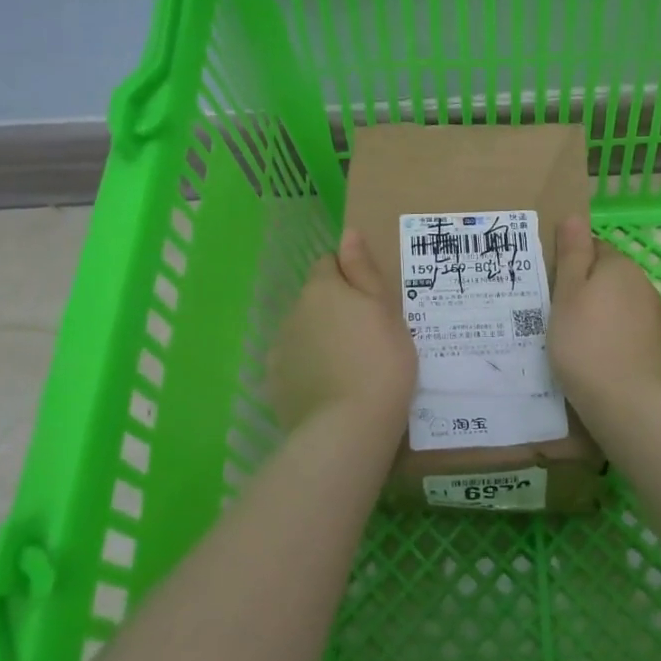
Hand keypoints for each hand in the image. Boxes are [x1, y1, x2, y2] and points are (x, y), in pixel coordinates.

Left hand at [268, 229, 416, 434]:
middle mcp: (294, 312)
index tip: (371, 301)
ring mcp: (280, 349)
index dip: (350, 277)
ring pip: (303, 332)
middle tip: (367, 337)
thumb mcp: (385, 311)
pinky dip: (308, 369)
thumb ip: (363, 271)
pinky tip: (329, 390)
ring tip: (349, 369)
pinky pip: (293, 365)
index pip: (329, 263)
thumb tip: (348, 233)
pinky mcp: (275, 383)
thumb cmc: (381, 362)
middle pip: (314, 299)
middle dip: (334, 309)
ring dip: (320, 339)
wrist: (348, 428)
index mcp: (323, 289)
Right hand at [549, 216, 660, 419]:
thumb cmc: (587, 345)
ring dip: (602, 317)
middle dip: (587, 292)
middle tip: (557, 317)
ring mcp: (657, 319)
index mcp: (619, 267)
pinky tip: (600, 363)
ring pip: (621, 307)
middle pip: (609, 278)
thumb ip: (573, 255)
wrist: (632, 406)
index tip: (552, 289)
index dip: (571, 265)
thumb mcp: (567, 296)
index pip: (593, 249)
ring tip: (576, 343)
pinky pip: (631, 334)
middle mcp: (644, 286)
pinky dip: (616, 341)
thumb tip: (574, 216)